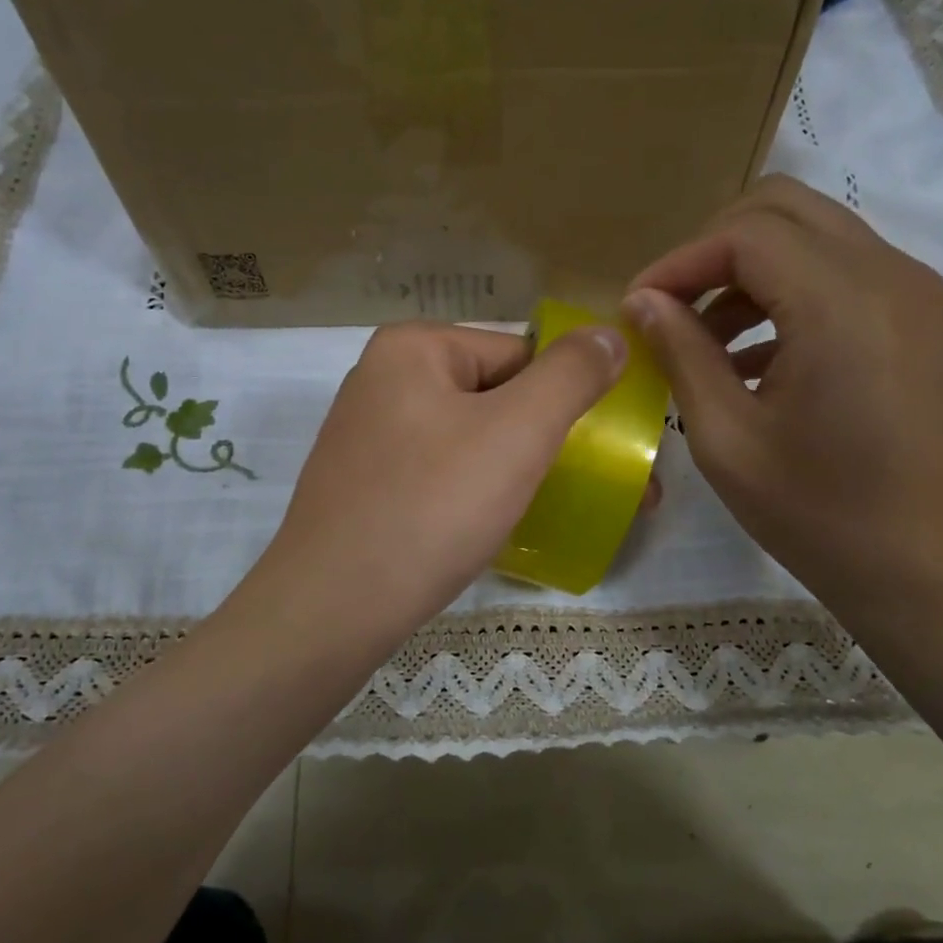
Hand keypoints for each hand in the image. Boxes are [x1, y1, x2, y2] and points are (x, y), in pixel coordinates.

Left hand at [248, 320, 624, 649]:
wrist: (333, 608)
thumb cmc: (432, 507)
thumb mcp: (518, 432)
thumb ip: (571, 375)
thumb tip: (608, 335)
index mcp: (413, 348)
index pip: (520, 355)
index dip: (568, 399)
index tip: (605, 450)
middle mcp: (383, 381)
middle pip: (495, 397)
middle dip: (549, 441)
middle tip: (596, 487)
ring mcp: (368, 437)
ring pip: (469, 441)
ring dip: (517, 471)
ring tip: (555, 511)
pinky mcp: (364, 487)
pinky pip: (439, 475)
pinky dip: (475, 494)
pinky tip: (495, 527)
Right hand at [621, 175, 942, 632]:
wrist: (930, 572)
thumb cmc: (818, 515)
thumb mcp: (727, 439)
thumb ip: (681, 354)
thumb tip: (642, 301)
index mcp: (842, 304)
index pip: (745, 234)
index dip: (679, 262)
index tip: (637, 307)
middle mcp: (892, 276)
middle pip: (785, 209)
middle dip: (714, 248)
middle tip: (671, 306)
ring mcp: (920, 295)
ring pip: (818, 236)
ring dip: (753, 270)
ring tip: (706, 340)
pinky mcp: (928, 321)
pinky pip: (849, 273)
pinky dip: (794, 292)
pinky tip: (759, 357)